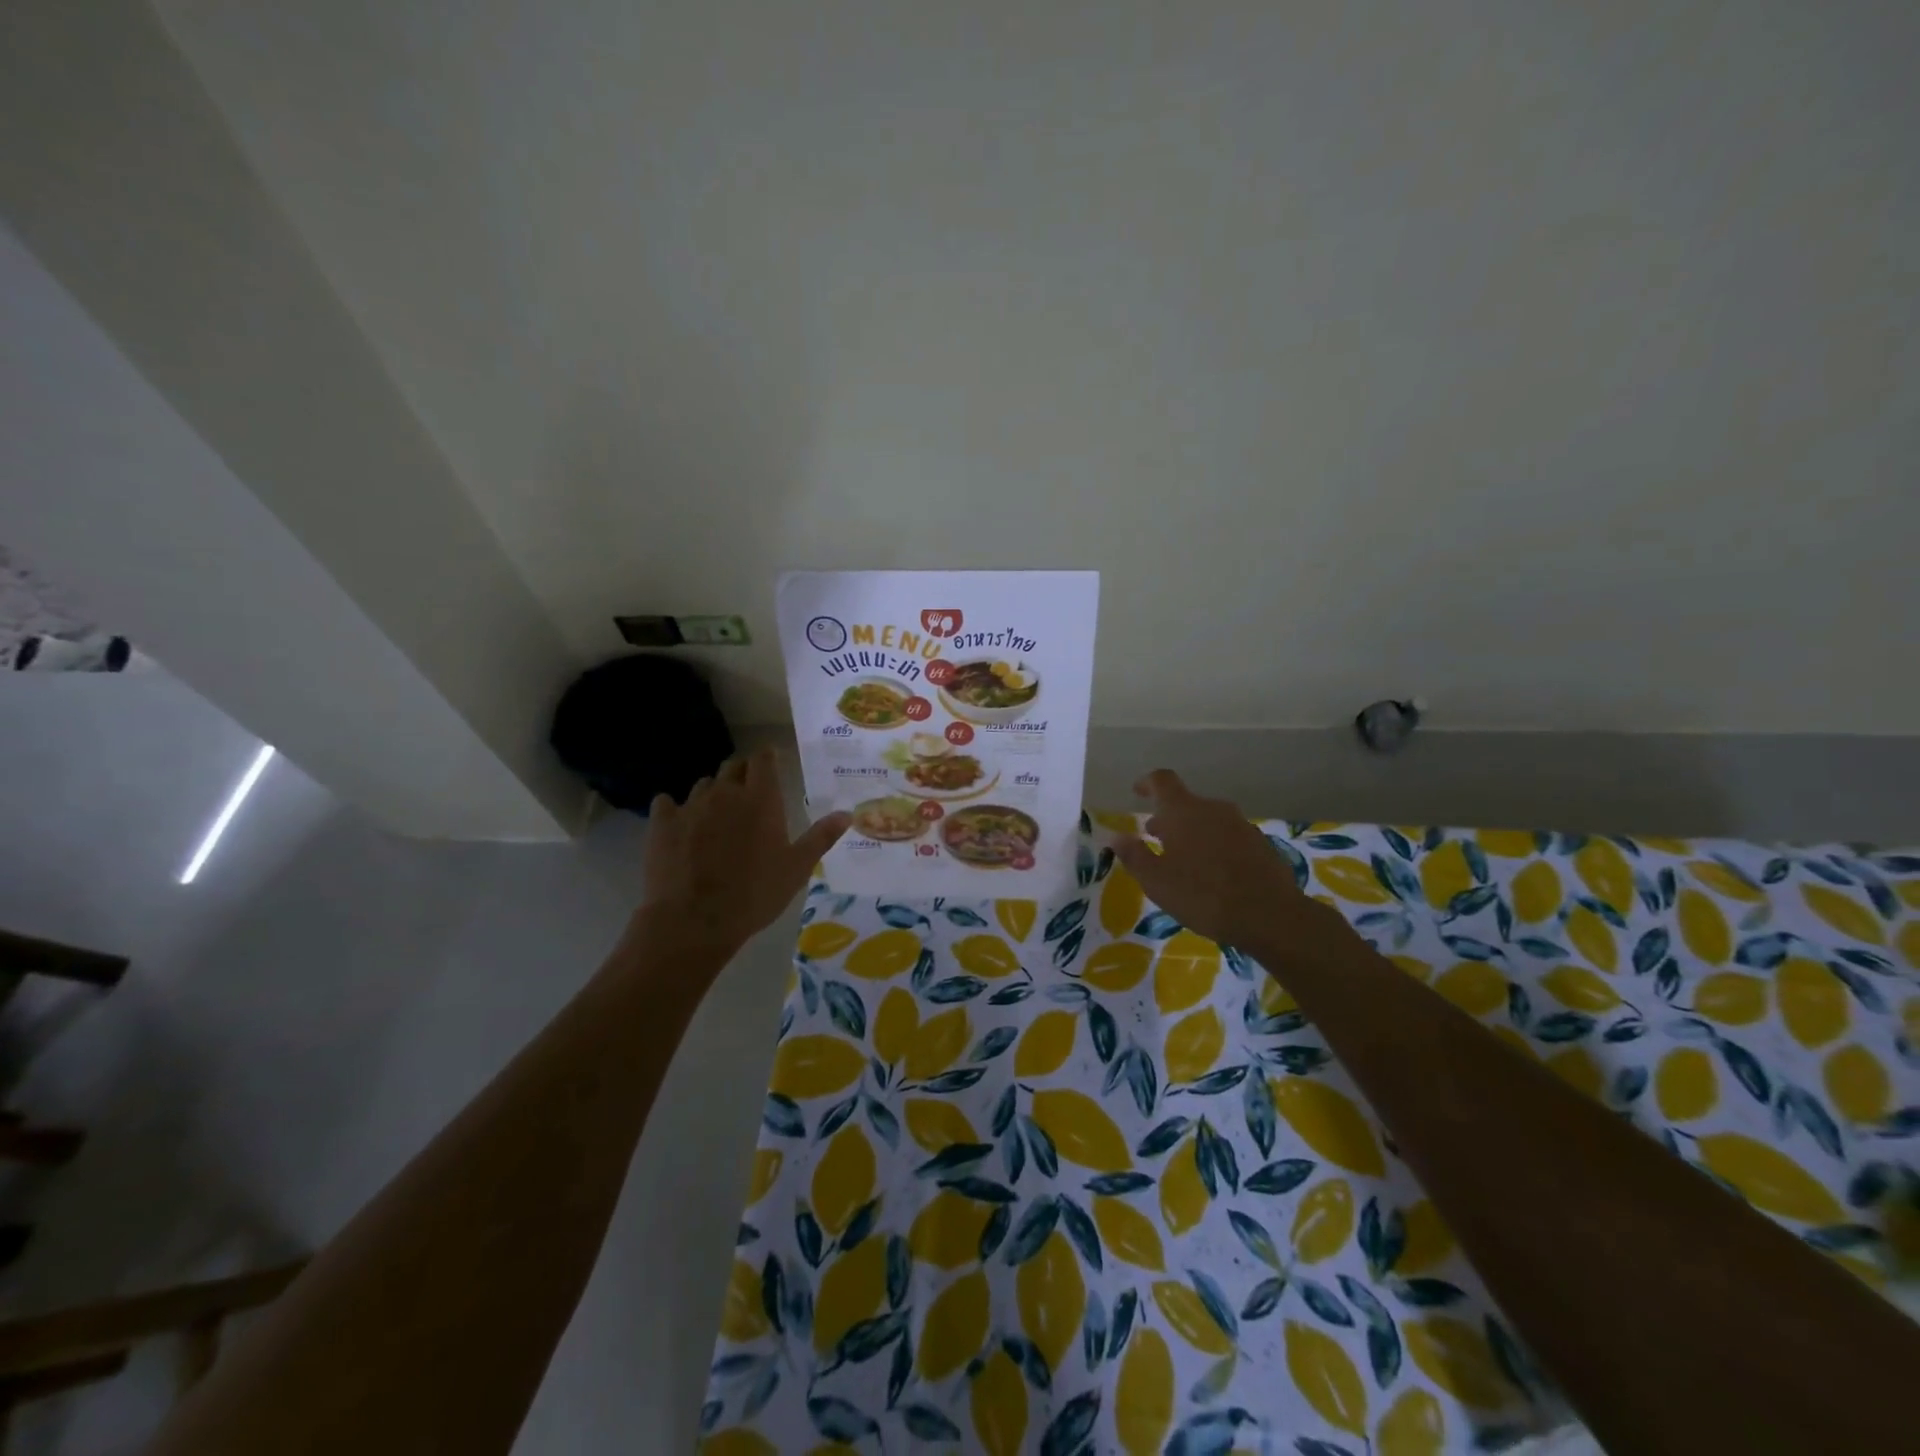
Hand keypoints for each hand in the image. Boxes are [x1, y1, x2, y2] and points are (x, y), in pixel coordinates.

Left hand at [638, 749, 850, 954]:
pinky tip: (679, 824)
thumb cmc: (755, 894)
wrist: (694, 920)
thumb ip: (821, 837)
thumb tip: (847, 814)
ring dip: (713, 792)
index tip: (771, 762)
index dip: (767, 757)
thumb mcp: (797, 868)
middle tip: (749, 791)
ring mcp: (690, 806)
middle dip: (742, 772)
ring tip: (717, 813)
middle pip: (732, 766)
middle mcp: (725, 793)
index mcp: (760, 799)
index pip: (763, 760)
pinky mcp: (662, 824)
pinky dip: (675, 809)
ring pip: (703, 784)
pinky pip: (667, 803)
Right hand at [1112, 769, 1310, 949]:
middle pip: (1185, 803)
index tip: (1137, 792)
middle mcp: (1213, 809)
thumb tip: (1116, 836)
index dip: (1147, 783)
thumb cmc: (1203, 895)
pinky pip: (1228, 836)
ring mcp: (1241, 824)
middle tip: (1154, 838)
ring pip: (1208, 820)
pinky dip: (1214, 846)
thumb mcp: (1157, 881)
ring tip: (1183, 859)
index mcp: (1183, 811)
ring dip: (1192, 832)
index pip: (1162, 781)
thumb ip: (1134, 855)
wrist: (1270, 915)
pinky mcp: (1260, 844)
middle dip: (1168, 818)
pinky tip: (1213, 874)